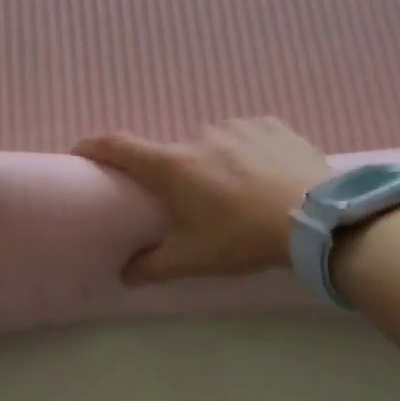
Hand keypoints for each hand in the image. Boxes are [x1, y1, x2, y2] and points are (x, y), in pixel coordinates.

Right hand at [73, 117, 329, 282]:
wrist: (319, 218)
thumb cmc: (244, 237)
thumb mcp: (195, 259)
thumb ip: (153, 266)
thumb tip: (124, 276)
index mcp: (172, 166)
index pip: (118, 146)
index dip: (93, 146)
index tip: (80, 152)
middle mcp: (199, 136)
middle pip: (173, 155)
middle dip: (178, 176)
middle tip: (196, 205)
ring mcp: (237, 126)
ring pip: (213, 145)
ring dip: (216, 165)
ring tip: (240, 195)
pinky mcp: (271, 124)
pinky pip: (247, 137)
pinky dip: (248, 154)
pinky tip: (266, 177)